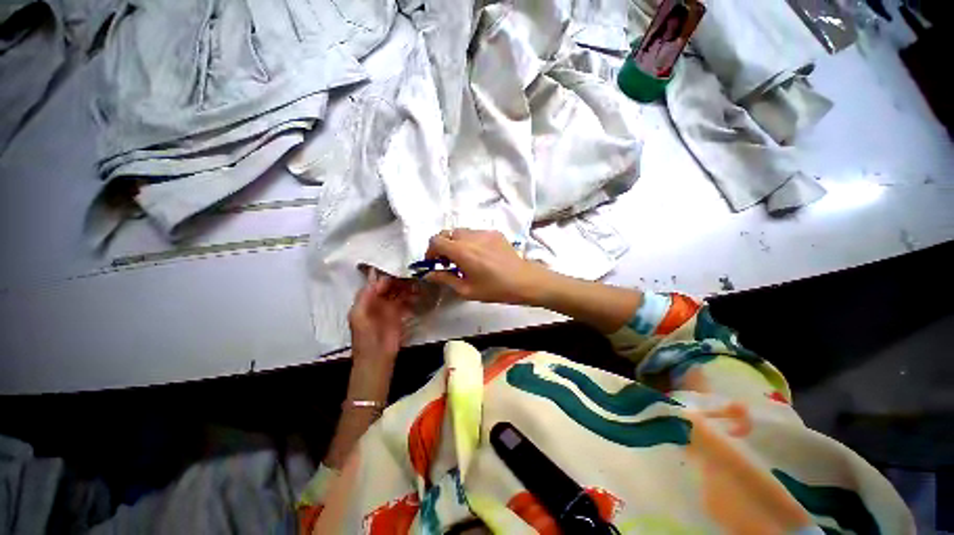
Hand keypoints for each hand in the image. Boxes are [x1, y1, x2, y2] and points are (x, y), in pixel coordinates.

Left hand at [348, 272, 414, 365]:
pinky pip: (406, 301)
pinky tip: (419, 293)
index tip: (397, 267)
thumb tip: (374, 277)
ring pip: (399, 292)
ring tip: (418, 282)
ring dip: (407, 287)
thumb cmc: (365, 337)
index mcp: (366, 299)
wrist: (377, 357)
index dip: (385, 275)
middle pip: (390, 285)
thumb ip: (364, 296)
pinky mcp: (400, 314)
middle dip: (399, 279)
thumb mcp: (359, 315)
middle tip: (412, 273)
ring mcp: (390, 307)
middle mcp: (378, 300)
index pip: (376, 282)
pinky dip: (412, 297)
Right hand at [424, 229, 553, 304]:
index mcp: (462, 251)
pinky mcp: (494, 232)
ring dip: (457, 243)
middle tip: (450, 263)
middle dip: (443, 246)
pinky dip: (471, 242)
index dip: (430, 251)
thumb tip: (429, 274)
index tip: (434, 263)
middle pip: (447, 234)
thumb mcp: (466, 289)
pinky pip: (475, 233)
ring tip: (466, 259)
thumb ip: (445, 279)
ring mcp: (484, 232)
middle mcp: (470, 237)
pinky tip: (481, 256)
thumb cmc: (494, 289)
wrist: (523, 280)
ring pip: (461, 232)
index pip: (436, 240)